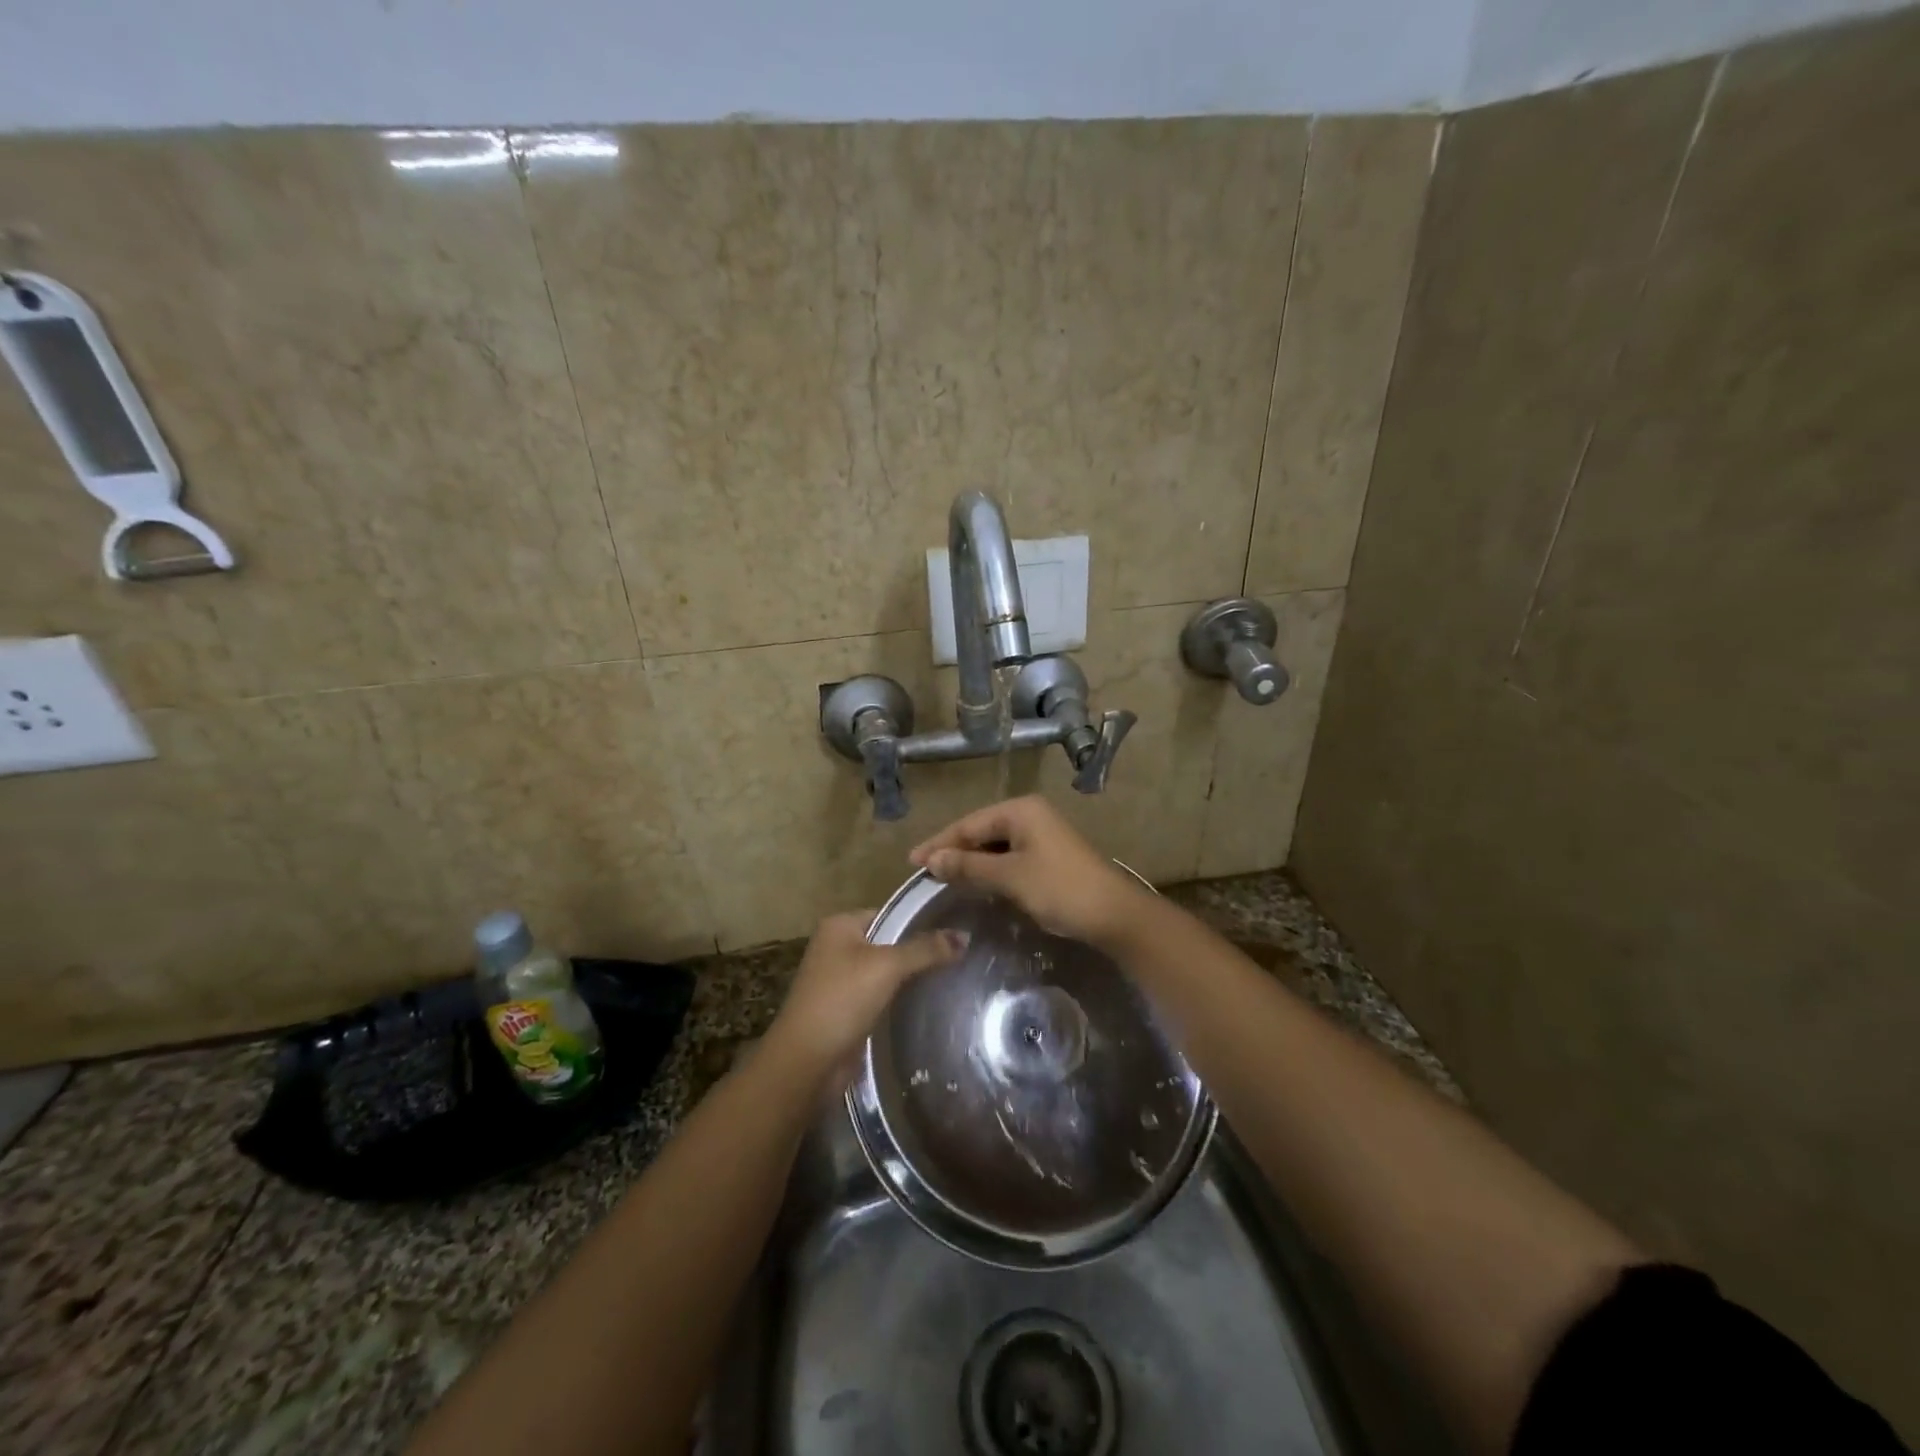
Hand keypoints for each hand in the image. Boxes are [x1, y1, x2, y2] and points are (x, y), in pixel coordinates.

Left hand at [767, 911, 965, 1075]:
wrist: (807, 1063)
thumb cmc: (842, 1000)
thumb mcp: (887, 966)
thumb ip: (925, 949)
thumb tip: (965, 935)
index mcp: (840, 926)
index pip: (890, 913)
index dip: (921, 920)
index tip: (956, 927)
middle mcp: (837, 947)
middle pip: (889, 942)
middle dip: (920, 950)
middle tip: (961, 954)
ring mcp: (840, 980)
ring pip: (886, 971)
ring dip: (911, 977)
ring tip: (954, 975)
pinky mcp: (847, 1010)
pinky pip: (881, 995)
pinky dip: (900, 998)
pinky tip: (929, 1002)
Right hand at [909, 796, 1152, 945]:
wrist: (1114, 915)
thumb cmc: (1060, 889)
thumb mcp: (1010, 877)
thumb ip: (969, 866)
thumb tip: (932, 860)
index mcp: (1020, 810)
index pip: (969, 824)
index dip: (939, 843)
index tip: (912, 862)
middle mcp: (1030, 815)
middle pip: (981, 831)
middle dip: (954, 851)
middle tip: (924, 871)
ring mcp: (1042, 835)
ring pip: (995, 845)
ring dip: (971, 862)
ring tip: (943, 878)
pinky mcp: (1049, 856)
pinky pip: (1010, 857)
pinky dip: (990, 869)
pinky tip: (977, 883)